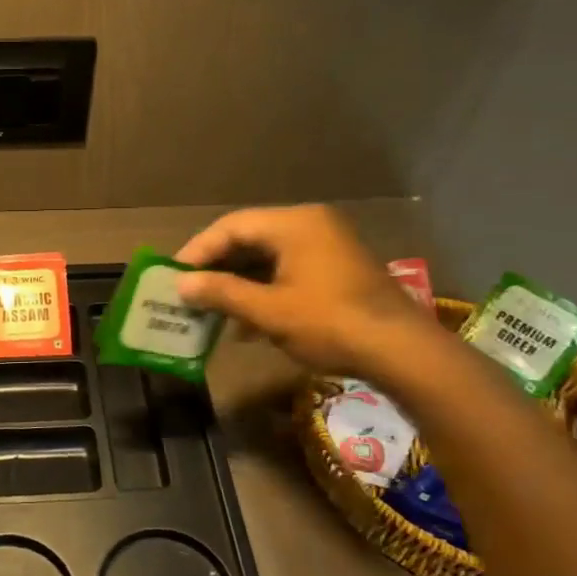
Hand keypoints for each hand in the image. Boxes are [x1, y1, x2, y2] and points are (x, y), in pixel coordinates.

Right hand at [174, 205, 439, 376]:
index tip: (173, 275)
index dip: (198, 251)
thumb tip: (181, 285)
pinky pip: (287, 272)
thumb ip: (221, 292)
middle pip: (249, 239)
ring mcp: (327, 247)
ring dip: (238, 283)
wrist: (403, 352)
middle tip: (188, 291)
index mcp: (294, 224)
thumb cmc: (329, 323)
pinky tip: (246, 324)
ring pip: (267, 258)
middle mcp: (311, 225)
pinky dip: (263, 291)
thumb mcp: (268, 310)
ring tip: (210, 310)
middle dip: (217, 268)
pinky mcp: (337, 271)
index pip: (231, 227)